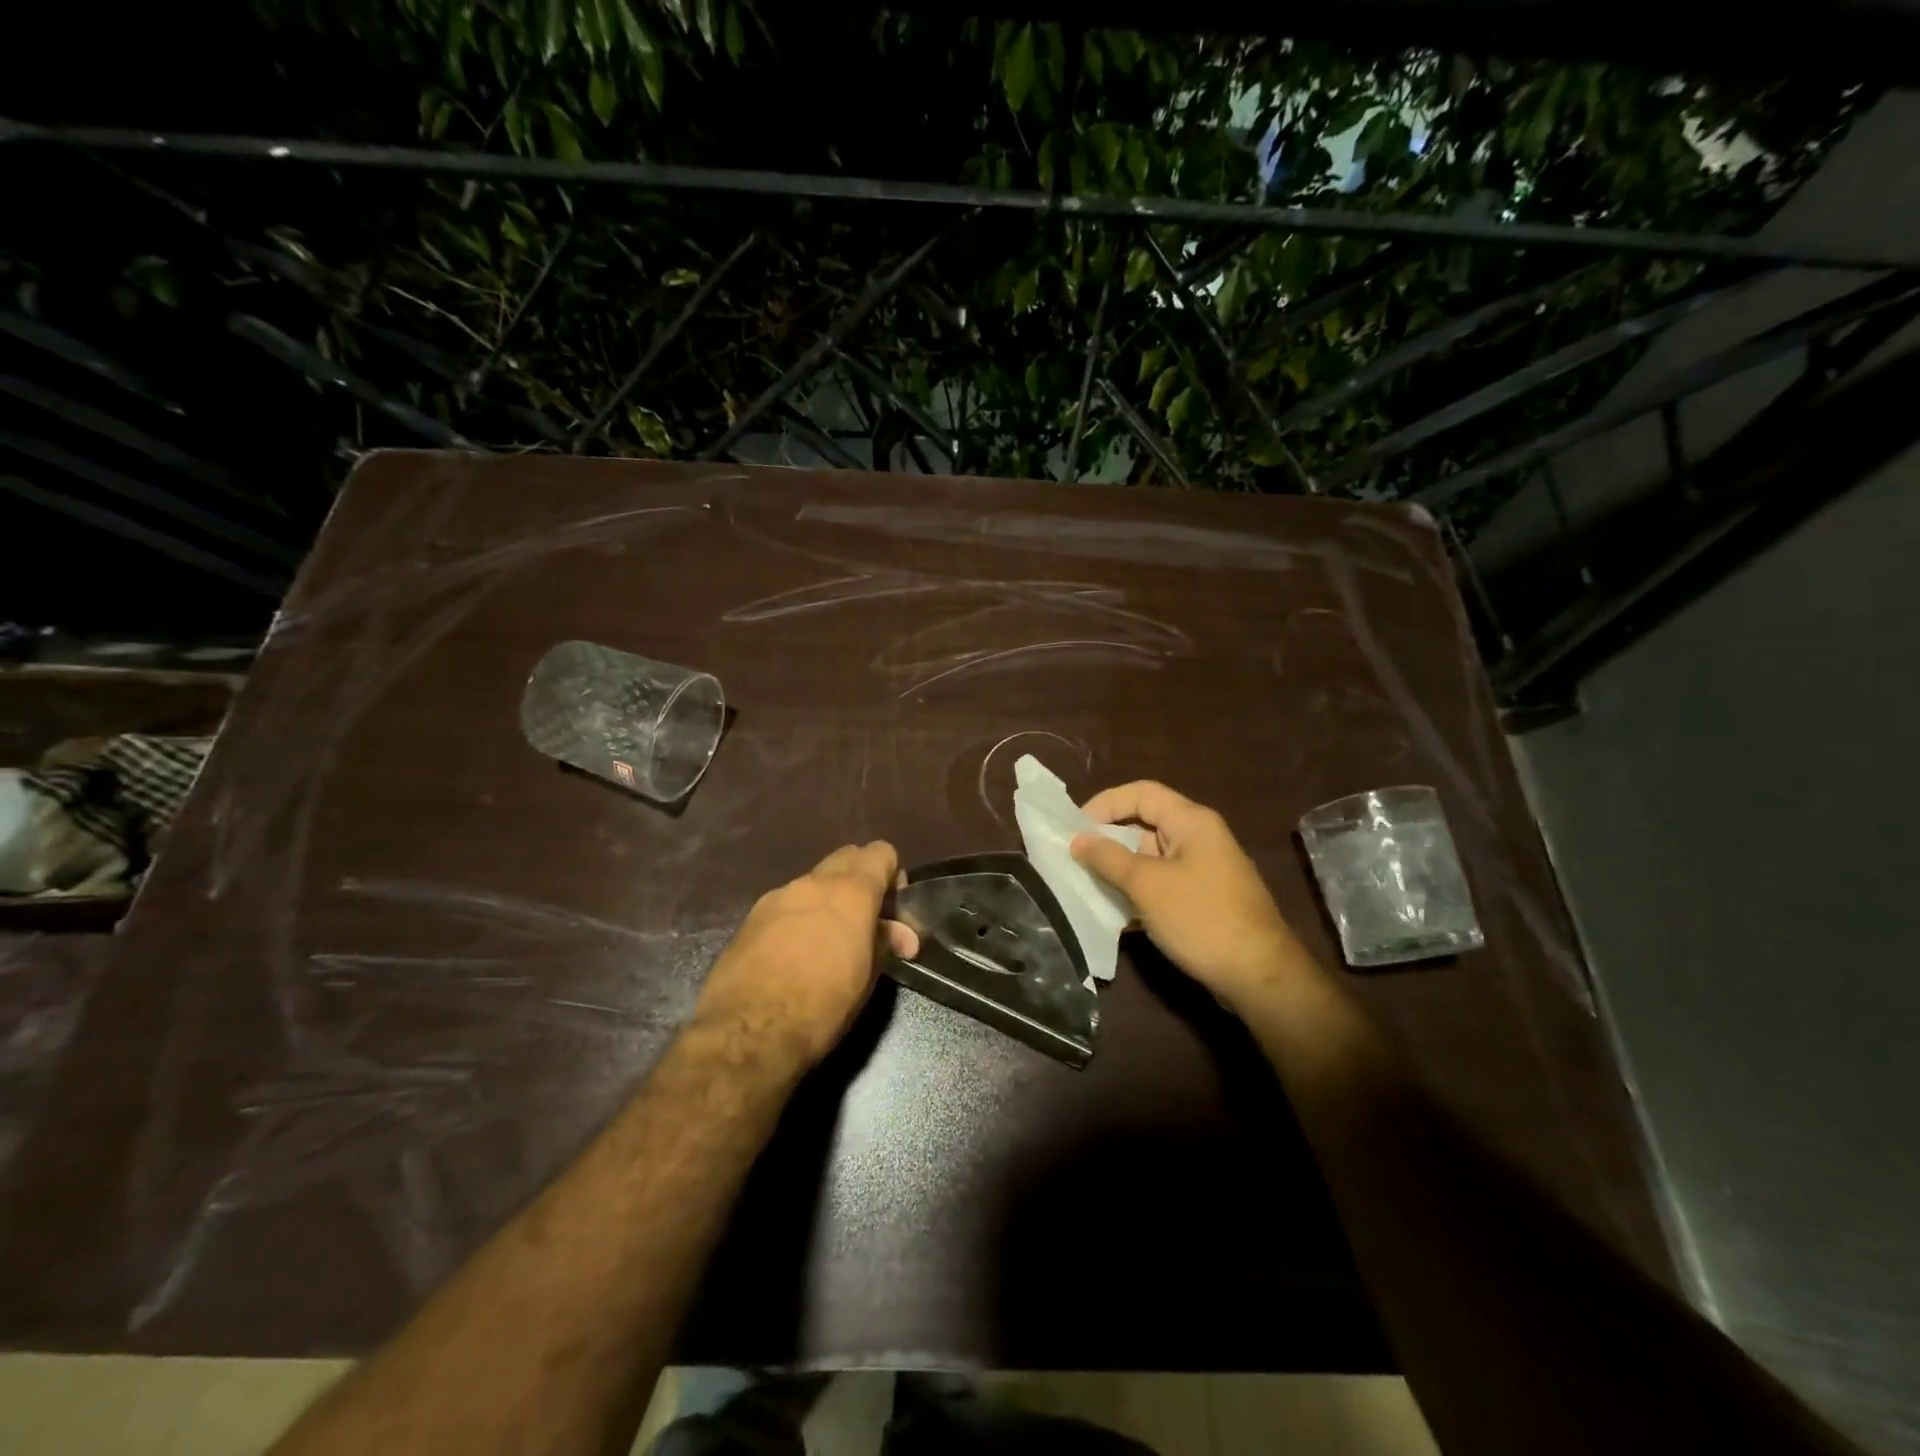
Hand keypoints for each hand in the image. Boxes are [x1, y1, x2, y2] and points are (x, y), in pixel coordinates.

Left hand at [693, 842, 919, 1070]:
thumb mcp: (866, 978)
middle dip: (859, 879)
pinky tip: (793, 952)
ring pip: (813, 881)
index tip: (892, 907)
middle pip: (846, 858)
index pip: (880, 853)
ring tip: (826, 940)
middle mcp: (813, 883)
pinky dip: (798, 916)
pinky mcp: (751, 917)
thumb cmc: (821, 1006)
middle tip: (864, 919)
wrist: (747, 1031)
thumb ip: (883, 943)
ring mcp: (778, 896)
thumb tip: (900, 934)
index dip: (892, 875)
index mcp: (850, 892)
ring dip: (827, 899)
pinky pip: (786, 903)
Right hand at [1071, 781, 1314, 1015]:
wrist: (1259, 976)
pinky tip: (1115, 916)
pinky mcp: (1203, 900)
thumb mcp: (1147, 885)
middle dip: (1108, 840)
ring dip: (1119, 871)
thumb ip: (1108, 858)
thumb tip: (1077, 839)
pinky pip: (1162, 885)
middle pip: (1145, 824)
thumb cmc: (1201, 918)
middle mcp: (1200, 838)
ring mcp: (1204, 871)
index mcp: (1192, 821)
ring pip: (1151, 858)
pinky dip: (1138, 894)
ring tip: (1087, 888)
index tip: (1075, 827)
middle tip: (1075, 860)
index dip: (1105, 803)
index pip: (1141, 793)